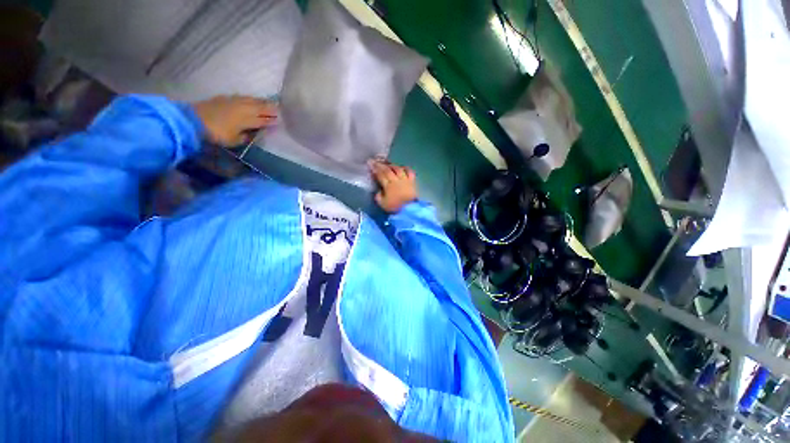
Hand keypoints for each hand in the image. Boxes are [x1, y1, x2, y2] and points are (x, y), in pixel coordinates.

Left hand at [192, 95, 277, 145]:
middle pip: (261, 108)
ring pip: (253, 100)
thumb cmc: (217, 133)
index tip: (280, 120)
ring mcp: (235, 101)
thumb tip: (253, 134)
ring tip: (269, 103)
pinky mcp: (226, 98)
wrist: (194, 120)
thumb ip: (246, 136)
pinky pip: (243, 97)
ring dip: (262, 102)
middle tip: (279, 109)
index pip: (264, 120)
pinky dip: (250, 99)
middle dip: (271, 109)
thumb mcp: (235, 140)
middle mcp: (244, 108)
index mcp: (249, 120)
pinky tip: (252, 99)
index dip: (272, 120)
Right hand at [370, 159, 417, 212]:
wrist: (409, 210)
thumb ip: (378, 196)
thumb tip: (379, 191)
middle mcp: (396, 180)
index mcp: (388, 186)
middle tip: (376, 161)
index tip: (370, 163)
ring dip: (392, 165)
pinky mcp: (412, 182)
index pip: (380, 175)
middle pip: (388, 170)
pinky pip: (410, 172)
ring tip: (388, 164)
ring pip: (398, 169)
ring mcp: (405, 180)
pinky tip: (402, 167)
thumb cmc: (395, 208)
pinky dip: (406, 168)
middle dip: (381, 165)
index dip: (374, 169)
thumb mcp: (382, 204)